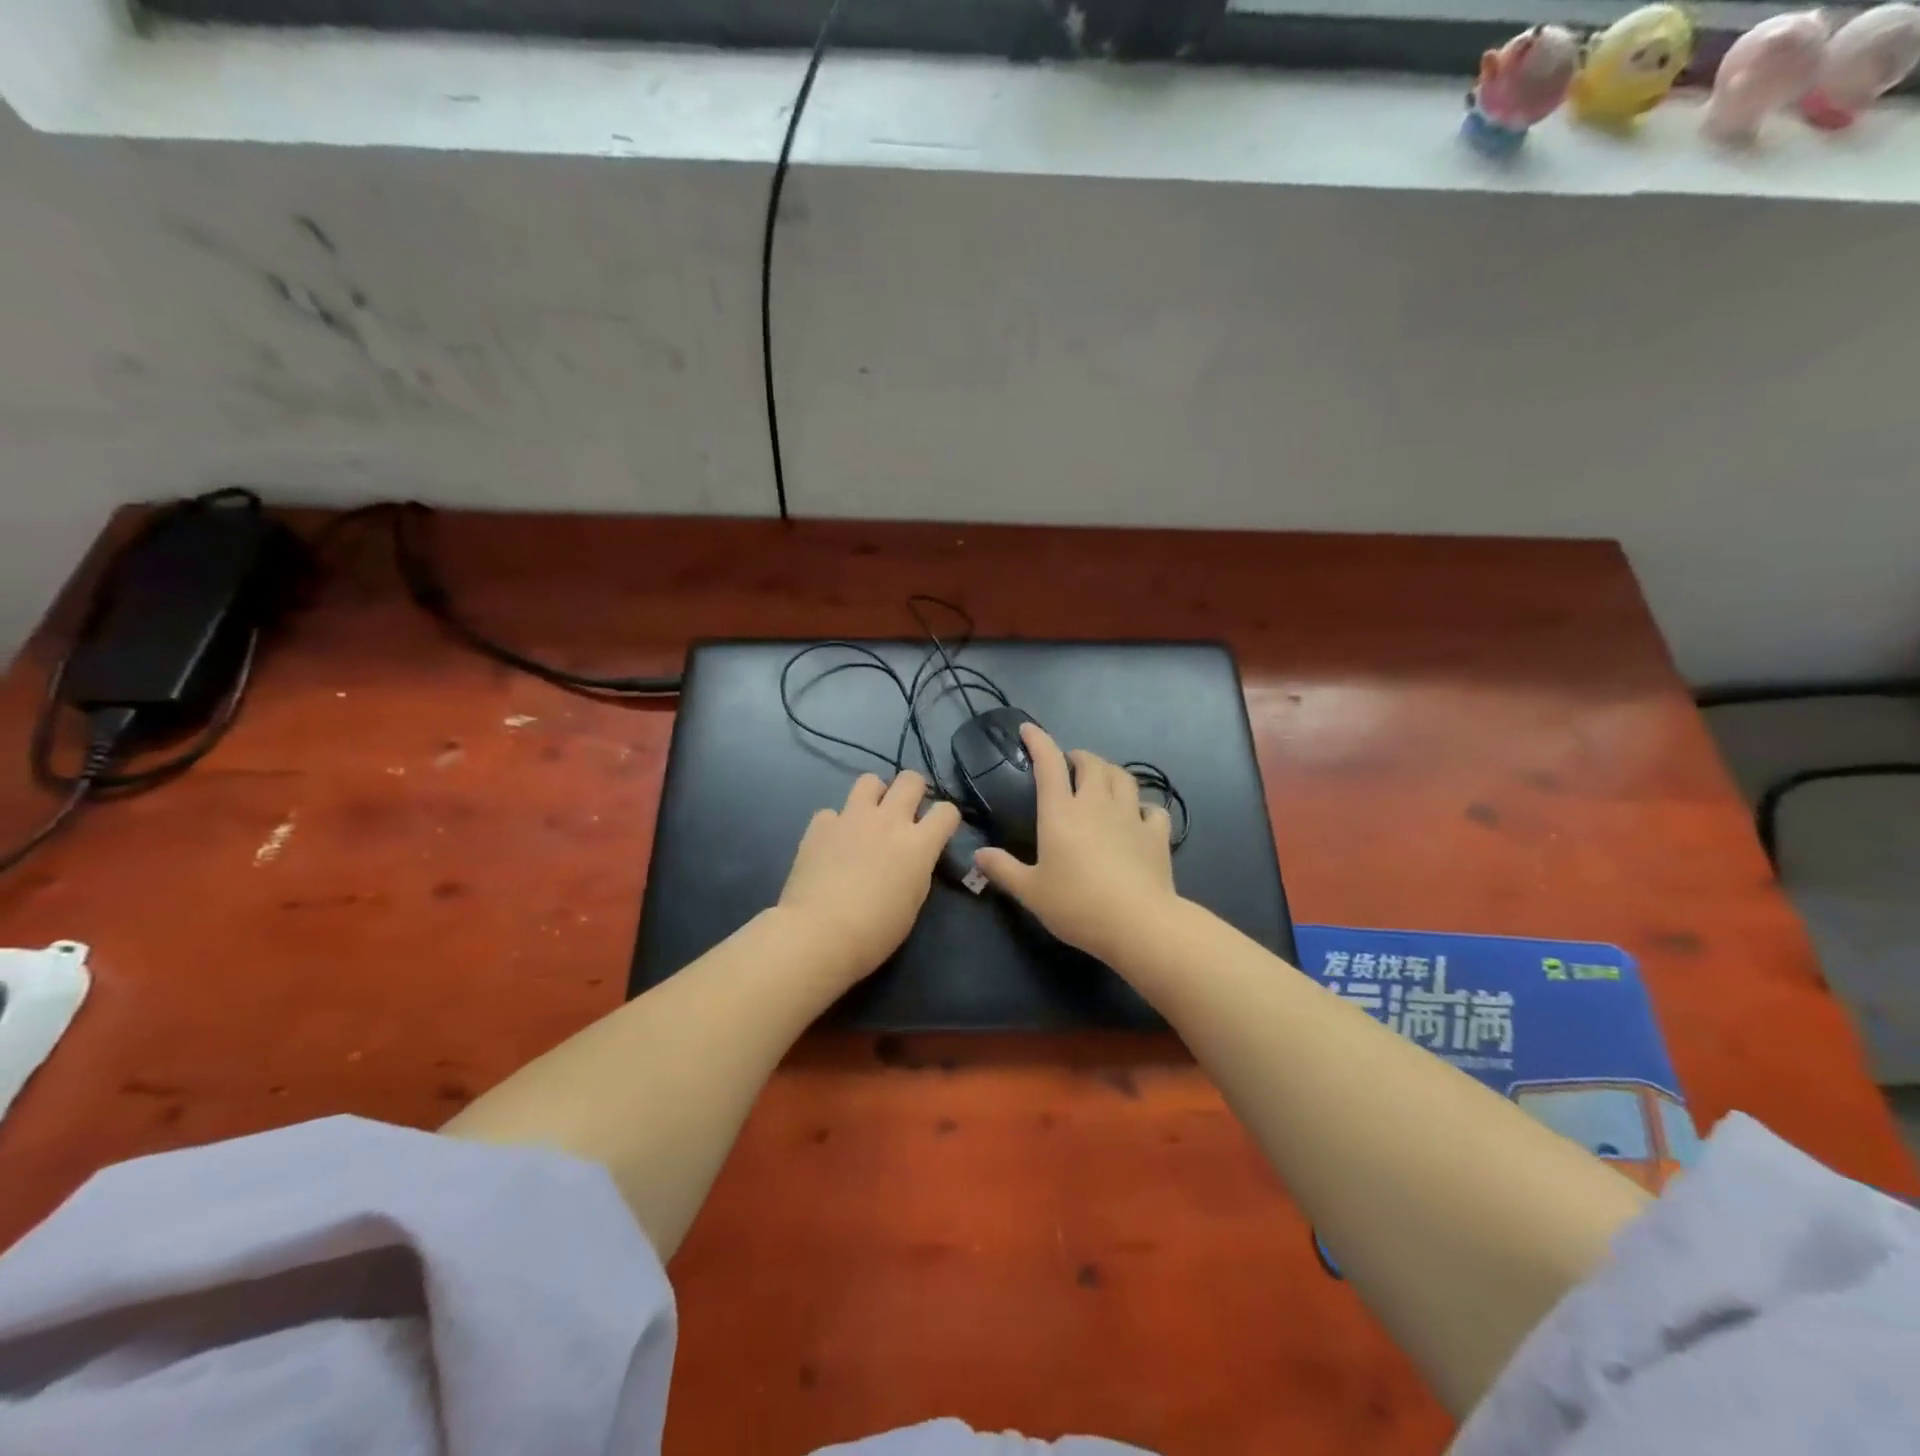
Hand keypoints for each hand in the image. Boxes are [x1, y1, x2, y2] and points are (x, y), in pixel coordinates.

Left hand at [777, 770, 961, 982]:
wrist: (819, 933)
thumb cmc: (875, 930)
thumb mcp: (913, 902)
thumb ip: (917, 869)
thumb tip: (912, 858)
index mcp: (918, 843)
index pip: (947, 811)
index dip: (946, 819)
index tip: (939, 830)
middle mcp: (888, 820)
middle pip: (911, 779)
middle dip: (914, 791)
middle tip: (906, 812)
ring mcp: (851, 818)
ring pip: (870, 780)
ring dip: (875, 795)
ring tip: (869, 817)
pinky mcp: (820, 825)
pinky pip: (832, 812)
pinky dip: (836, 824)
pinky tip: (832, 844)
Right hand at [973, 725, 1178, 963]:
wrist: (1137, 923)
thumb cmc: (1077, 905)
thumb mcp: (1031, 892)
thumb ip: (1003, 869)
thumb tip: (978, 854)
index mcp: (1061, 812)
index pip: (1049, 764)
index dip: (1039, 741)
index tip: (1028, 729)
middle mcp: (1097, 804)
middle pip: (1092, 763)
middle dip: (1079, 757)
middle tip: (1071, 766)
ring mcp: (1130, 816)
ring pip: (1123, 777)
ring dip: (1110, 772)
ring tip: (1103, 780)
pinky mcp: (1156, 834)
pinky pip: (1152, 809)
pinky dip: (1144, 807)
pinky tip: (1140, 816)